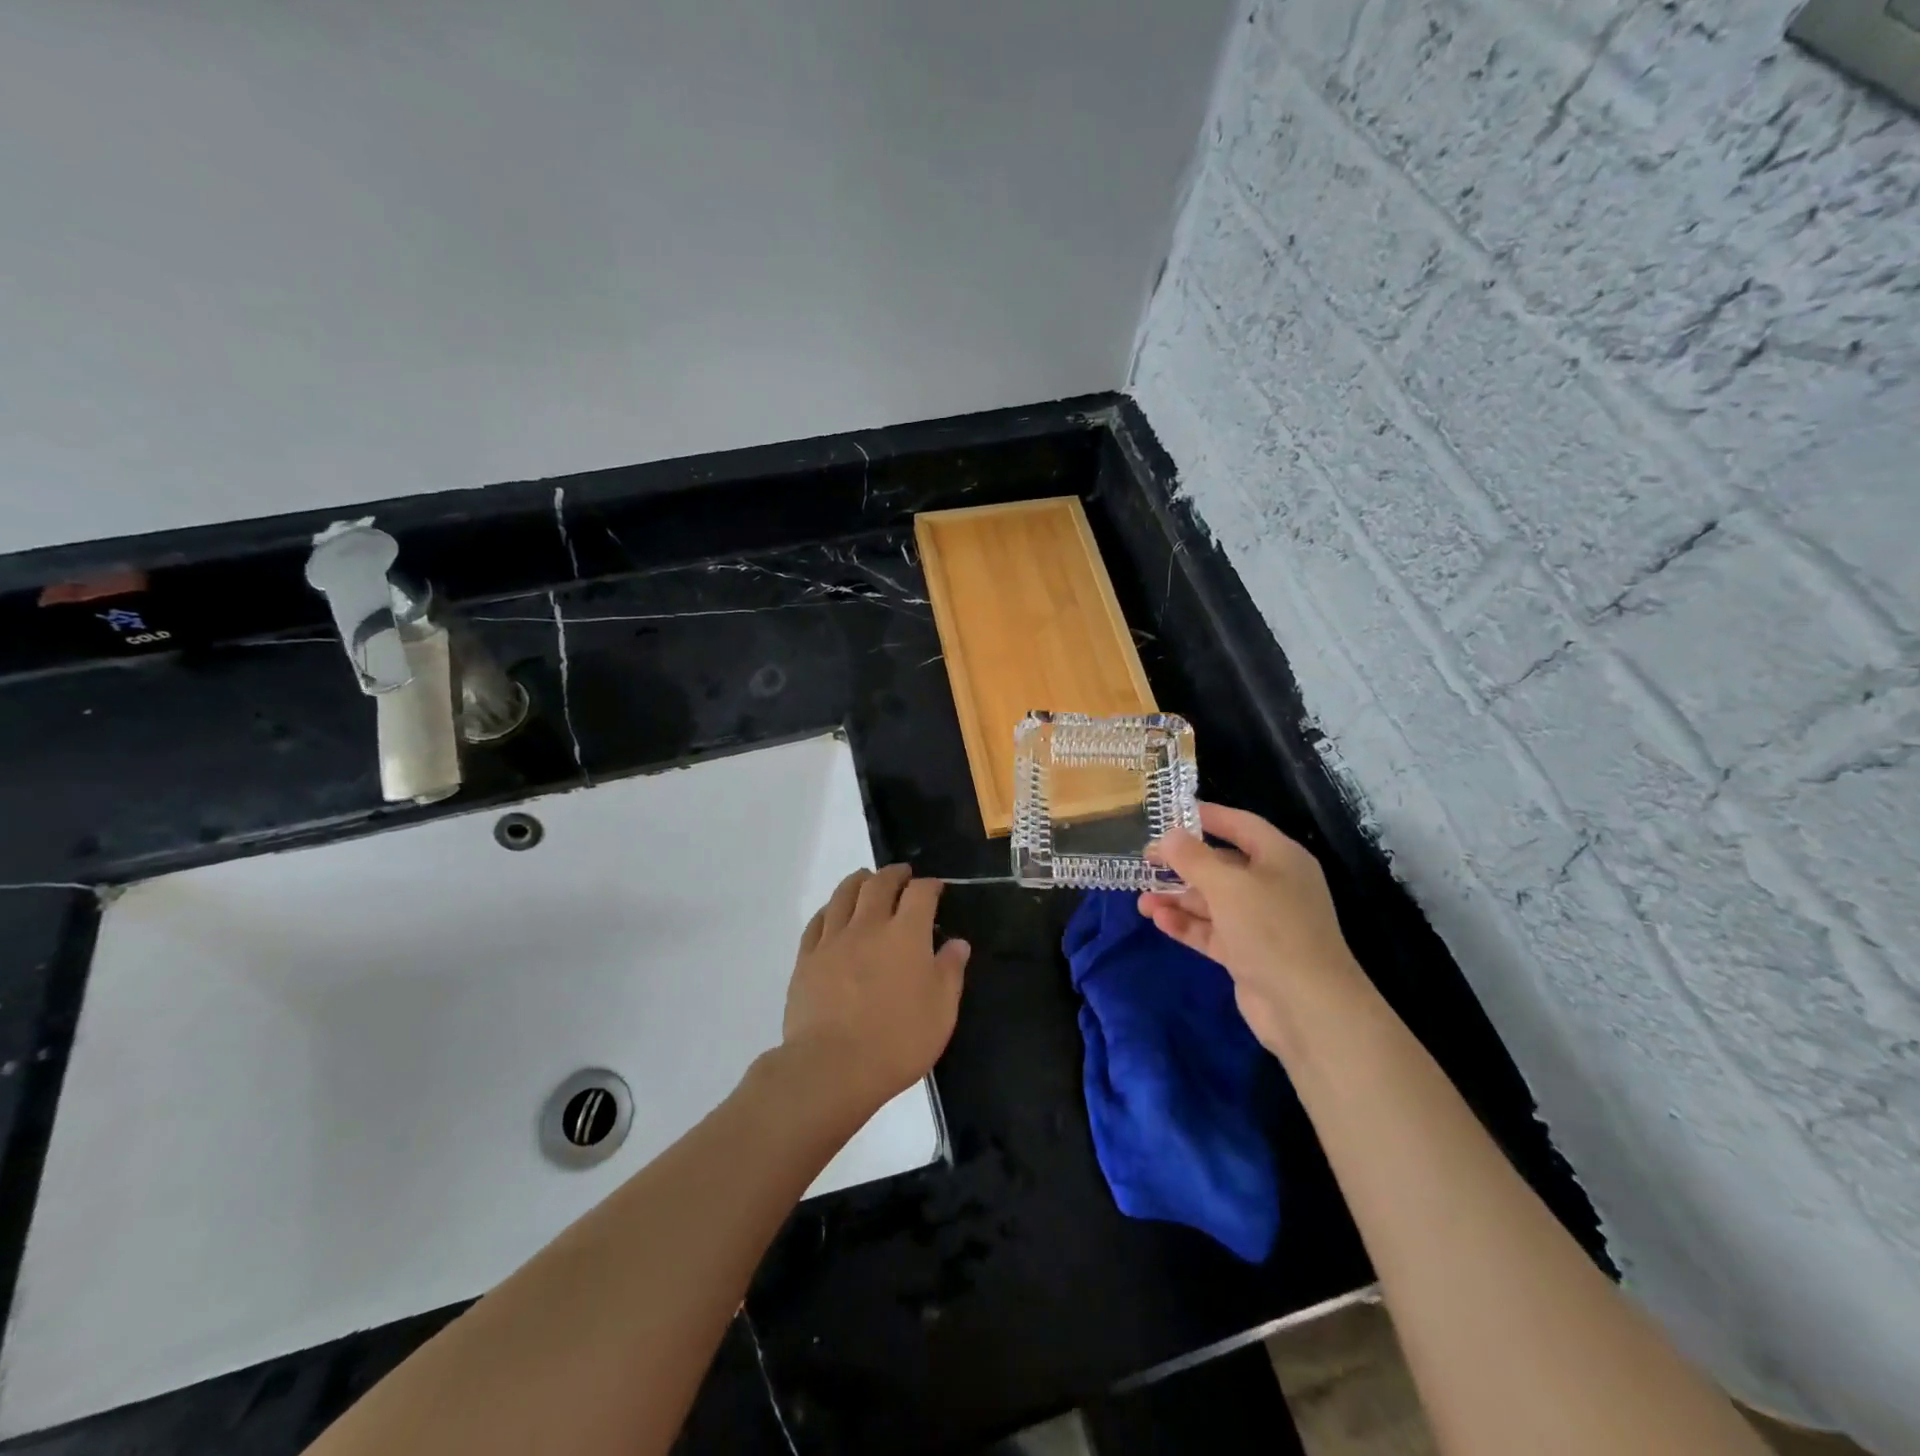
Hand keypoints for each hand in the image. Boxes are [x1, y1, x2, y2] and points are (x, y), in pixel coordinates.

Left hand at [782, 865, 970, 1110]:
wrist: (832, 1067)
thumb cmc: (897, 1041)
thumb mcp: (941, 1012)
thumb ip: (950, 972)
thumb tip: (958, 943)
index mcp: (906, 935)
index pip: (920, 893)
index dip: (930, 885)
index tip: (935, 888)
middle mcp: (869, 926)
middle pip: (879, 884)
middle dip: (894, 874)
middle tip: (902, 875)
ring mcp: (833, 940)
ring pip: (844, 894)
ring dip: (859, 881)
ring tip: (866, 880)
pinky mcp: (806, 958)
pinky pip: (818, 921)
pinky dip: (830, 909)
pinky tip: (833, 913)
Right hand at [1138, 803, 1363, 1057]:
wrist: (1307, 1007)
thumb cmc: (1271, 930)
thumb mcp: (1227, 885)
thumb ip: (1193, 858)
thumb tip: (1168, 836)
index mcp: (1279, 858)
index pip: (1240, 825)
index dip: (1206, 816)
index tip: (1169, 813)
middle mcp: (1272, 885)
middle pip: (1222, 865)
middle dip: (1183, 864)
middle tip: (1145, 861)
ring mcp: (1261, 922)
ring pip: (1212, 901)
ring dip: (1178, 898)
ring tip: (1141, 899)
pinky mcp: (1248, 954)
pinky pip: (1212, 931)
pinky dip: (1187, 924)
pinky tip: (1159, 920)